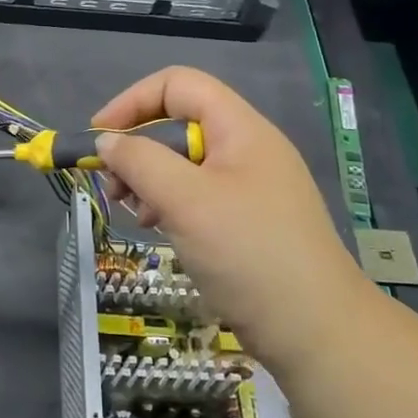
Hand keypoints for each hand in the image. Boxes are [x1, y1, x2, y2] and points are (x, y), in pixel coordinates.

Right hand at [92, 67, 369, 372]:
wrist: (317, 332)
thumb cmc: (249, 253)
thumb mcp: (185, 201)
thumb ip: (140, 161)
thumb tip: (107, 141)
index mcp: (240, 128)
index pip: (178, 85)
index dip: (133, 102)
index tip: (100, 138)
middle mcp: (246, 148)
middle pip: (179, 124)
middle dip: (138, 149)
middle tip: (115, 188)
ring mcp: (250, 186)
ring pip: (185, 163)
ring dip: (150, 180)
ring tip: (136, 214)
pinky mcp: (247, 221)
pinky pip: (198, 195)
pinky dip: (171, 204)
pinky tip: (160, 230)